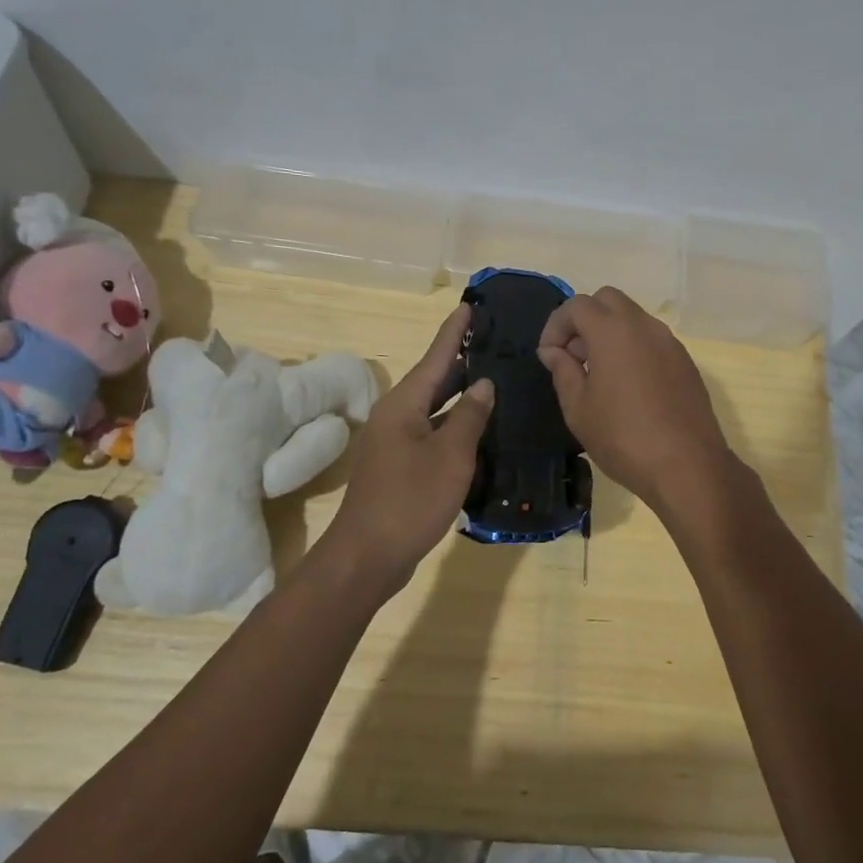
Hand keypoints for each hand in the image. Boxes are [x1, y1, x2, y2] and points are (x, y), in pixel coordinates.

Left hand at [318, 305, 493, 601]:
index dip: (454, 332)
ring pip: (433, 409)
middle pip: (433, 380)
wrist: (367, 556)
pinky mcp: (399, 467)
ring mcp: (395, 443)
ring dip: (460, 396)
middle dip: (461, 361)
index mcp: (403, 404)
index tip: (469, 306)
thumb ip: (470, 416)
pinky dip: (454, 426)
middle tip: (494, 342)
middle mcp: (395, 416)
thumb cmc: (411, 500)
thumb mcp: (450, 455)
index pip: (435, 357)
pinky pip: (431, 434)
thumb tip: (483, 385)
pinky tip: (478, 430)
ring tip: (493, 379)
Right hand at [537, 287, 737, 513]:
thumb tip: (554, 351)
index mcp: (613, 331)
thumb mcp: (579, 409)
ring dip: (609, 332)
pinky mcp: (685, 361)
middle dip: (584, 320)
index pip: (577, 305)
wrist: (687, 466)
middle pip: (607, 300)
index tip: (548, 355)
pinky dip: (632, 347)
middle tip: (573, 357)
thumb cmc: (623, 437)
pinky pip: (651, 340)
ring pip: (633, 318)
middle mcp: (644, 326)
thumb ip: (563, 371)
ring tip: (598, 373)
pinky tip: (627, 386)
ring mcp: (669, 342)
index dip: (556, 325)